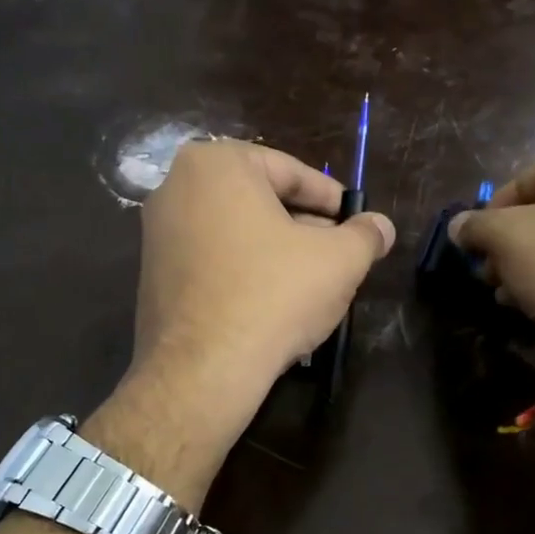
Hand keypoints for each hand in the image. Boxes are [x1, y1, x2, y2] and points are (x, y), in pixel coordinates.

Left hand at [124, 139, 395, 443]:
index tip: (355, 223)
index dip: (332, 200)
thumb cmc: (274, 295)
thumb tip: (382, 226)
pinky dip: (243, 273)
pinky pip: (211, 261)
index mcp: (217, 164)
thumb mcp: (339, 260)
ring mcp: (157, 234)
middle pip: (260, 201)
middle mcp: (176, 187)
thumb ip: (365, 235)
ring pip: (235, 233)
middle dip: (303, 227)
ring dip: (276, 251)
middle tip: (337, 254)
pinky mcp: (152, 276)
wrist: (204, 369)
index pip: (290, 172)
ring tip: (310, 283)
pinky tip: (271, 304)